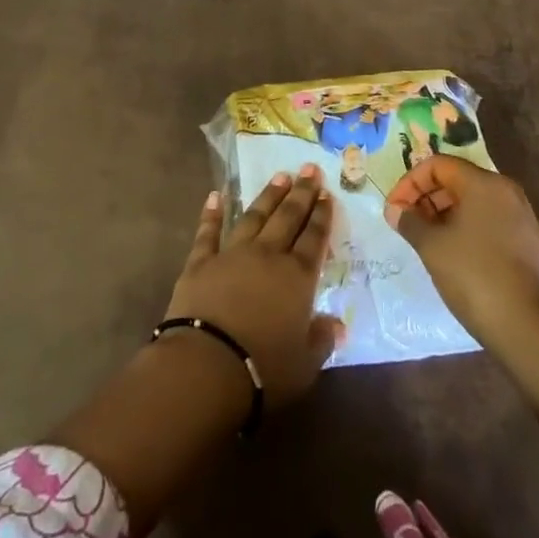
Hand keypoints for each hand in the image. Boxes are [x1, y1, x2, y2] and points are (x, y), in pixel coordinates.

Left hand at [165, 165, 343, 408]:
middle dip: (301, 193)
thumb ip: (322, 339)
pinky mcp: (200, 262)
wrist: (207, 364)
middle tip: (310, 169)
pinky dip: (212, 213)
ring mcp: (232, 254)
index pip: (314, 239)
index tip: (327, 194)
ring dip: (268, 196)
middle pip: (288, 218)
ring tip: (280, 176)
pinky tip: (215, 196)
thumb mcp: (306, 363)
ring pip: (254, 217)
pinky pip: (208, 232)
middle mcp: (268, 255)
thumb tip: (338, 324)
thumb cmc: (264, 368)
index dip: (322, 216)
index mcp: (297, 277)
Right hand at [384, 157, 538, 351]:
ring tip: (431, 240)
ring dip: (450, 214)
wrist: (526, 328)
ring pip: (480, 204)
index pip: (438, 165)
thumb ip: (409, 221)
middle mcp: (509, 192)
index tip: (395, 209)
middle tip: (409, 224)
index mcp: (484, 183)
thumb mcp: (431, 246)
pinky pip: (499, 226)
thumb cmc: (473, 276)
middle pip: (460, 181)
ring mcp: (527, 218)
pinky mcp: (535, 246)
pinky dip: (478, 231)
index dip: (410, 182)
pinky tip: (469, 251)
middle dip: (429, 198)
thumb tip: (394, 210)